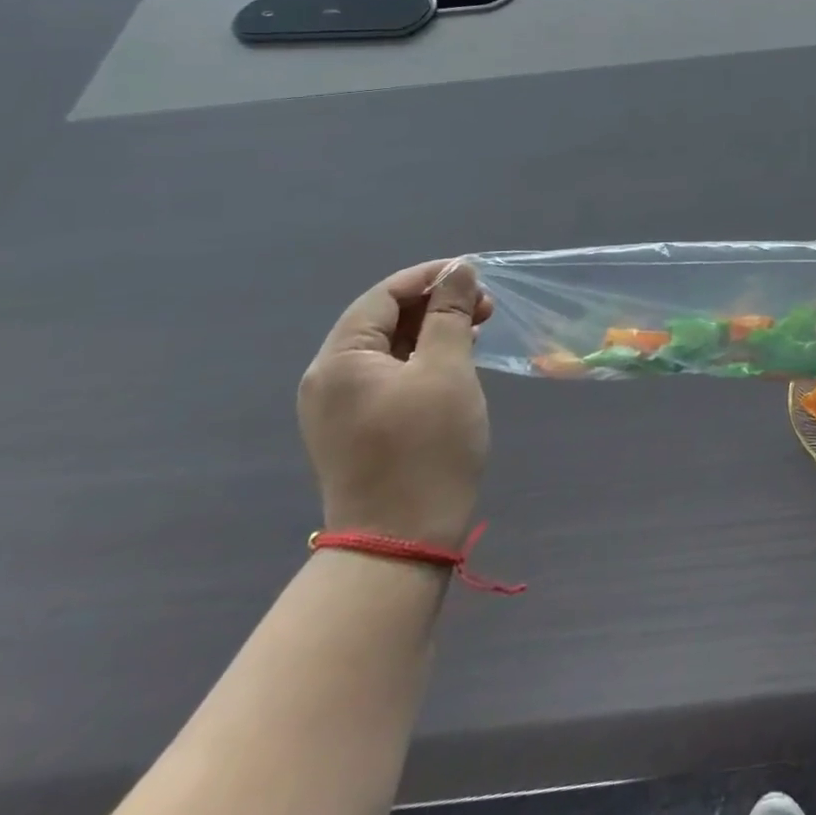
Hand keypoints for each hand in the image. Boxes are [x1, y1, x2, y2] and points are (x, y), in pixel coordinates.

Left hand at [299, 259, 492, 547]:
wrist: (401, 543)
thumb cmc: (426, 448)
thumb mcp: (447, 370)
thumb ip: (451, 314)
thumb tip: (459, 271)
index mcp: (341, 359)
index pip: (383, 295)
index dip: (430, 277)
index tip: (476, 275)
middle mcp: (329, 378)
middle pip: (383, 319)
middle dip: (435, 304)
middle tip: (486, 306)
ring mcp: (339, 406)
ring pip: (389, 347)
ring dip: (433, 331)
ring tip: (478, 330)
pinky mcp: (356, 428)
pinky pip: (389, 375)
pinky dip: (423, 359)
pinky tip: (457, 361)